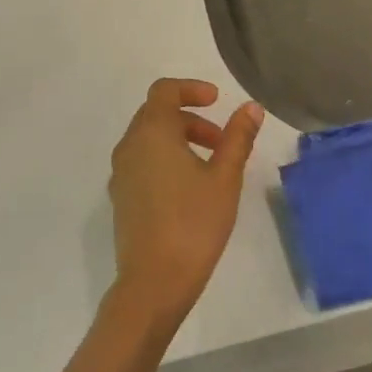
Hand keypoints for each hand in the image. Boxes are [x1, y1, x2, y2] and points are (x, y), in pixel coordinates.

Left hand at [107, 79, 263, 325]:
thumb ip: (238, 138)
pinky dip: (165, 159)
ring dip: (179, 139)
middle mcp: (130, 146)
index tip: (217, 100)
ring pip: (148, 139)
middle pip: (156, 114)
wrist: (154, 282)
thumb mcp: (225, 177)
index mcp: (152, 133)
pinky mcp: (121, 198)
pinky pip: (142, 162)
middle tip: (222, 140)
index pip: (164, 90)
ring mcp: (121, 173)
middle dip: (191, 118)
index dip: (191, 89)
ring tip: (211, 166)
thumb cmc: (194, 223)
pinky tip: (189, 188)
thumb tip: (251, 107)